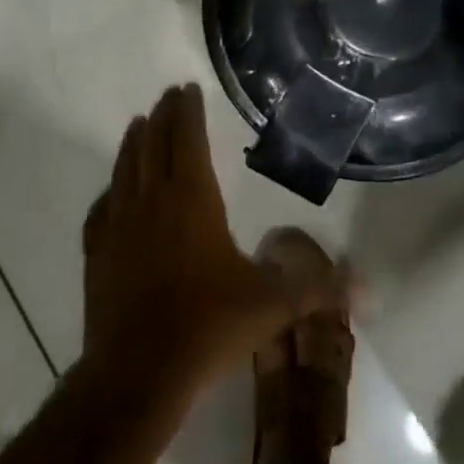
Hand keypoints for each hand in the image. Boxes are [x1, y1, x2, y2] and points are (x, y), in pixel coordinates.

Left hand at [82, 84, 341, 392]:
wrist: (137, 374)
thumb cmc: (208, 326)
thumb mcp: (272, 306)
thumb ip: (318, 289)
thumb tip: (366, 288)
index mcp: (192, 199)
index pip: (187, 139)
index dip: (187, 111)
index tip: (187, 88)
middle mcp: (152, 200)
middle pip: (154, 144)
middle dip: (163, 116)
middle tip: (168, 96)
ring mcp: (118, 225)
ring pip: (124, 168)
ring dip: (134, 142)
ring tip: (140, 124)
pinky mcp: (96, 253)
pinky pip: (101, 208)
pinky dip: (110, 190)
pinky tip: (112, 192)